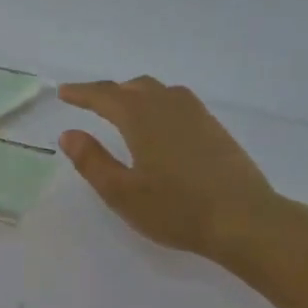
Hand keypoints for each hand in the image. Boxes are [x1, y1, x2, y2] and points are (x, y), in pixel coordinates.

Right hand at [58, 77, 295, 265]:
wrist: (243, 219)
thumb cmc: (177, 209)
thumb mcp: (123, 193)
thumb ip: (92, 162)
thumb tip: (69, 134)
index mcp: (142, 119)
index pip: (105, 96)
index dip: (82, 93)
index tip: (64, 92)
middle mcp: (170, 106)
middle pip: (134, 87)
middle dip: (109, 92)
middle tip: (89, 102)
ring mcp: (197, 115)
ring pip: (160, 91)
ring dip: (136, 93)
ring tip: (123, 108)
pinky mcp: (215, 129)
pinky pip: (179, 102)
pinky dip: (159, 103)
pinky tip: (161, 124)